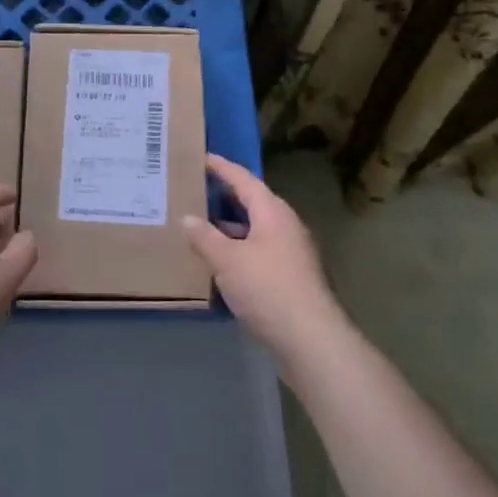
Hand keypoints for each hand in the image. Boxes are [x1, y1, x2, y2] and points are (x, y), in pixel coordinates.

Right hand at [184, 154, 348, 363]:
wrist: (310, 339)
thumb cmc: (267, 288)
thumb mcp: (227, 259)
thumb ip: (204, 237)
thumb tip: (188, 218)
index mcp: (273, 212)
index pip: (244, 179)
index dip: (222, 168)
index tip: (202, 157)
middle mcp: (286, 226)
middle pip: (253, 203)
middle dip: (226, 196)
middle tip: (197, 189)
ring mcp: (292, 253)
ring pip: (256, 230)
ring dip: (231, 226)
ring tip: (201, 225)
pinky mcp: (292, 278)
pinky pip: (260, 252)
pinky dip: (239, 249)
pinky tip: (220, 262)